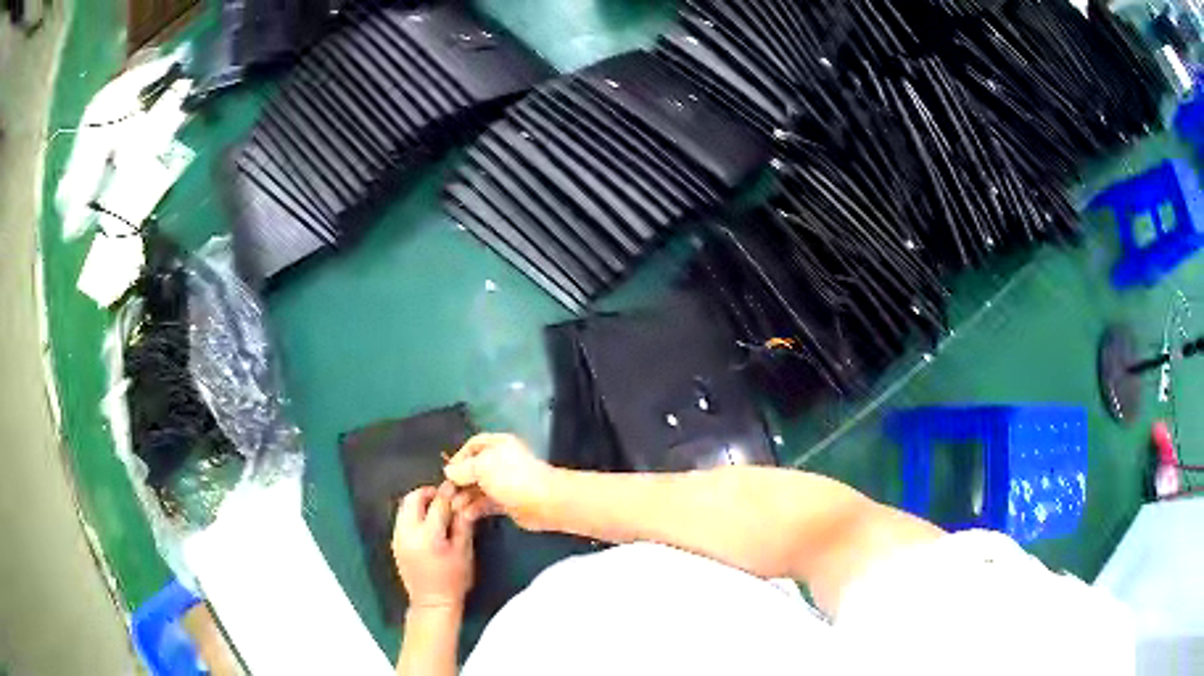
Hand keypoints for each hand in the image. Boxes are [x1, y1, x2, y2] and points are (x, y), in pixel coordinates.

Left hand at [392, 483, 473, 609]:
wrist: (432, 602)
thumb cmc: (454, 580)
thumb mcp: (464, 552)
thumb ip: (463, 524)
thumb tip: (465, 502)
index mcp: (428, 536)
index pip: (437, 504)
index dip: (448, 493)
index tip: (457, 487)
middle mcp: (408, 533)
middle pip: (413, 499)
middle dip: (428, 493)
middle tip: (443, 497)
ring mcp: (398, 537)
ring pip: (404, 507)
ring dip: (419, 502)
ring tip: (436, 509)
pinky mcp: (394, 542)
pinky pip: (401, 518)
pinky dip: (413, 514)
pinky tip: (427, 523)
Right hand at [444, 433, 556, 530]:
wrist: (544, 502)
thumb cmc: (511, 477)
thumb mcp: (481, 467)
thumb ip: (462, 469)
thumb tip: (449, 471)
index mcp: (498, 445)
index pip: (473, 446)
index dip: (459, 457)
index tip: (448, 472)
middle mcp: (501, 462)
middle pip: (474, 470)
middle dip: (459, 482)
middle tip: (446, 495)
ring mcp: (505, 483)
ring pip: (479, 489)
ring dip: (465, 497)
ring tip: (454, 508)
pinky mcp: (508, 503)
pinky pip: (487, 504)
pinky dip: (475, 508)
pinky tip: (466, 515)